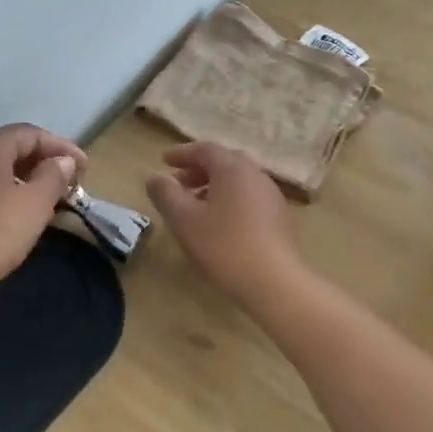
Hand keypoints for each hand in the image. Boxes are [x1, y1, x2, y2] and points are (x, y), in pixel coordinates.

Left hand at [0, 124, 86, 305]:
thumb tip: (61, 161)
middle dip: (36, 161)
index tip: (84, 169)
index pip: (30, 134)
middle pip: (4, 147)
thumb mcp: (33, 207)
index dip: (61, 148)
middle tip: (61, 183)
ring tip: (32, 199)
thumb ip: (52, 177)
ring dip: (11, 177)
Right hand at [145, 142, 298, 301]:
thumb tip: (154, 177)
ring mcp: (271, 196)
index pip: (205, 149)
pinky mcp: (279, 218)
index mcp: (233, 168)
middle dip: (197, 170)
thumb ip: (165, 194)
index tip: (163, 162)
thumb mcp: (184, 219)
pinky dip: (229, 200)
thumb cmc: (223, 245)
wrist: (273, 282)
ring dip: (213, 187)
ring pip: (238, 181)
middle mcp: (256, 175)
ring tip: (194, 207)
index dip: (182, 153)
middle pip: (224, 163)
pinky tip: (219, 224)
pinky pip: (249, 198)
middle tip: (178, 184)